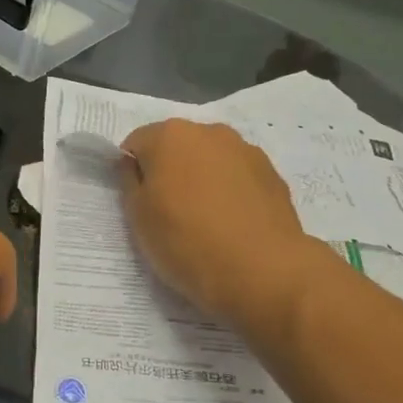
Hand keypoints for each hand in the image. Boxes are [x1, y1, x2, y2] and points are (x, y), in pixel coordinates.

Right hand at [119, 118, 323, 326]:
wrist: (262, 271)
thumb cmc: (187, 242)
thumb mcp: (138, 217)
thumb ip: (130, 182)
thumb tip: (133, 164)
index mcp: (170, 136)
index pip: (137, 144)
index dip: (133, 173)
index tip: (139, 204)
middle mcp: (210, 132)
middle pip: (176, 147)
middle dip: (169, 171)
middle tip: (169, 214)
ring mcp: (246, 150)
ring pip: (210, 160)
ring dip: (201, 179)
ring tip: (205, 221)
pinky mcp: (272, 174)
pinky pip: (237, 177)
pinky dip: (230, 192)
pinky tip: (232, 225)